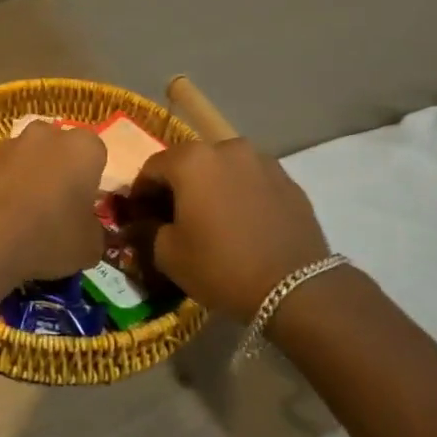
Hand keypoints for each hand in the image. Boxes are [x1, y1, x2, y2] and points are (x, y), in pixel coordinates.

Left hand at [0, 123, 106, 283]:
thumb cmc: (49, 236)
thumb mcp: (89, 247)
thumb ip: (94, 232)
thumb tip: (88, 231)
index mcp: (83, 147)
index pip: (97, 154)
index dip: (91, 180)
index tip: (84, 204)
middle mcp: (47, 134)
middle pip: (60, 148)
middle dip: (60, 170)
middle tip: (57, 206)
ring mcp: (10, 143)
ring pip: (28, 157)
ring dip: (29, 176)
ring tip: (25, 215)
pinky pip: (1, 170)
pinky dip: (3, 186)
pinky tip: (0, 217)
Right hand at [120, 139, 330, 322]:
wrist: (296, 288)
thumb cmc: (222, 266)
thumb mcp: (168, 255)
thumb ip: (146, 230)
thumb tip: (139, 223)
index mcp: (192, 159)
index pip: (151, 168)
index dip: (140, 193)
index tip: (139, 218)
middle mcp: (226, 148)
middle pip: (189, 163)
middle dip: (176, 187)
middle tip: (172, 219)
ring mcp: (262, 161)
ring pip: (222, 169)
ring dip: (210, 188)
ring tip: (211, 221)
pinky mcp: (288, 180)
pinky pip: (250, 181)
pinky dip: (238, 195)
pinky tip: (241, 224)